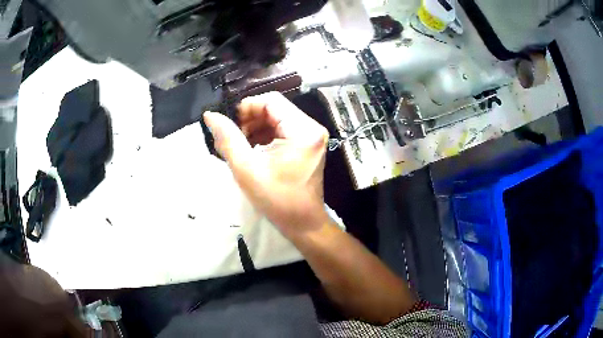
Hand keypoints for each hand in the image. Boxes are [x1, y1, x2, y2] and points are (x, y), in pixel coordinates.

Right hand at [203, 92, 330, 239]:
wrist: (303, 223)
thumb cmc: (277, 200)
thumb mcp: (247, 168)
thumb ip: (227, 138)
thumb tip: (210, 115)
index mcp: (303, 130)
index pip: (271, 100)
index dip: (247, 108)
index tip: (231, 126)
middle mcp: (312, 128)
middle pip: (275, 108)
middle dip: (250, 120)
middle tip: (235, 139)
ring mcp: (311, 136)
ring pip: (277, 118)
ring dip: (256, 128)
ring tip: (242, 147)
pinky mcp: (308, 145)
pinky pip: (283, 130)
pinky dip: (265, 136)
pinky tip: (254, 150)